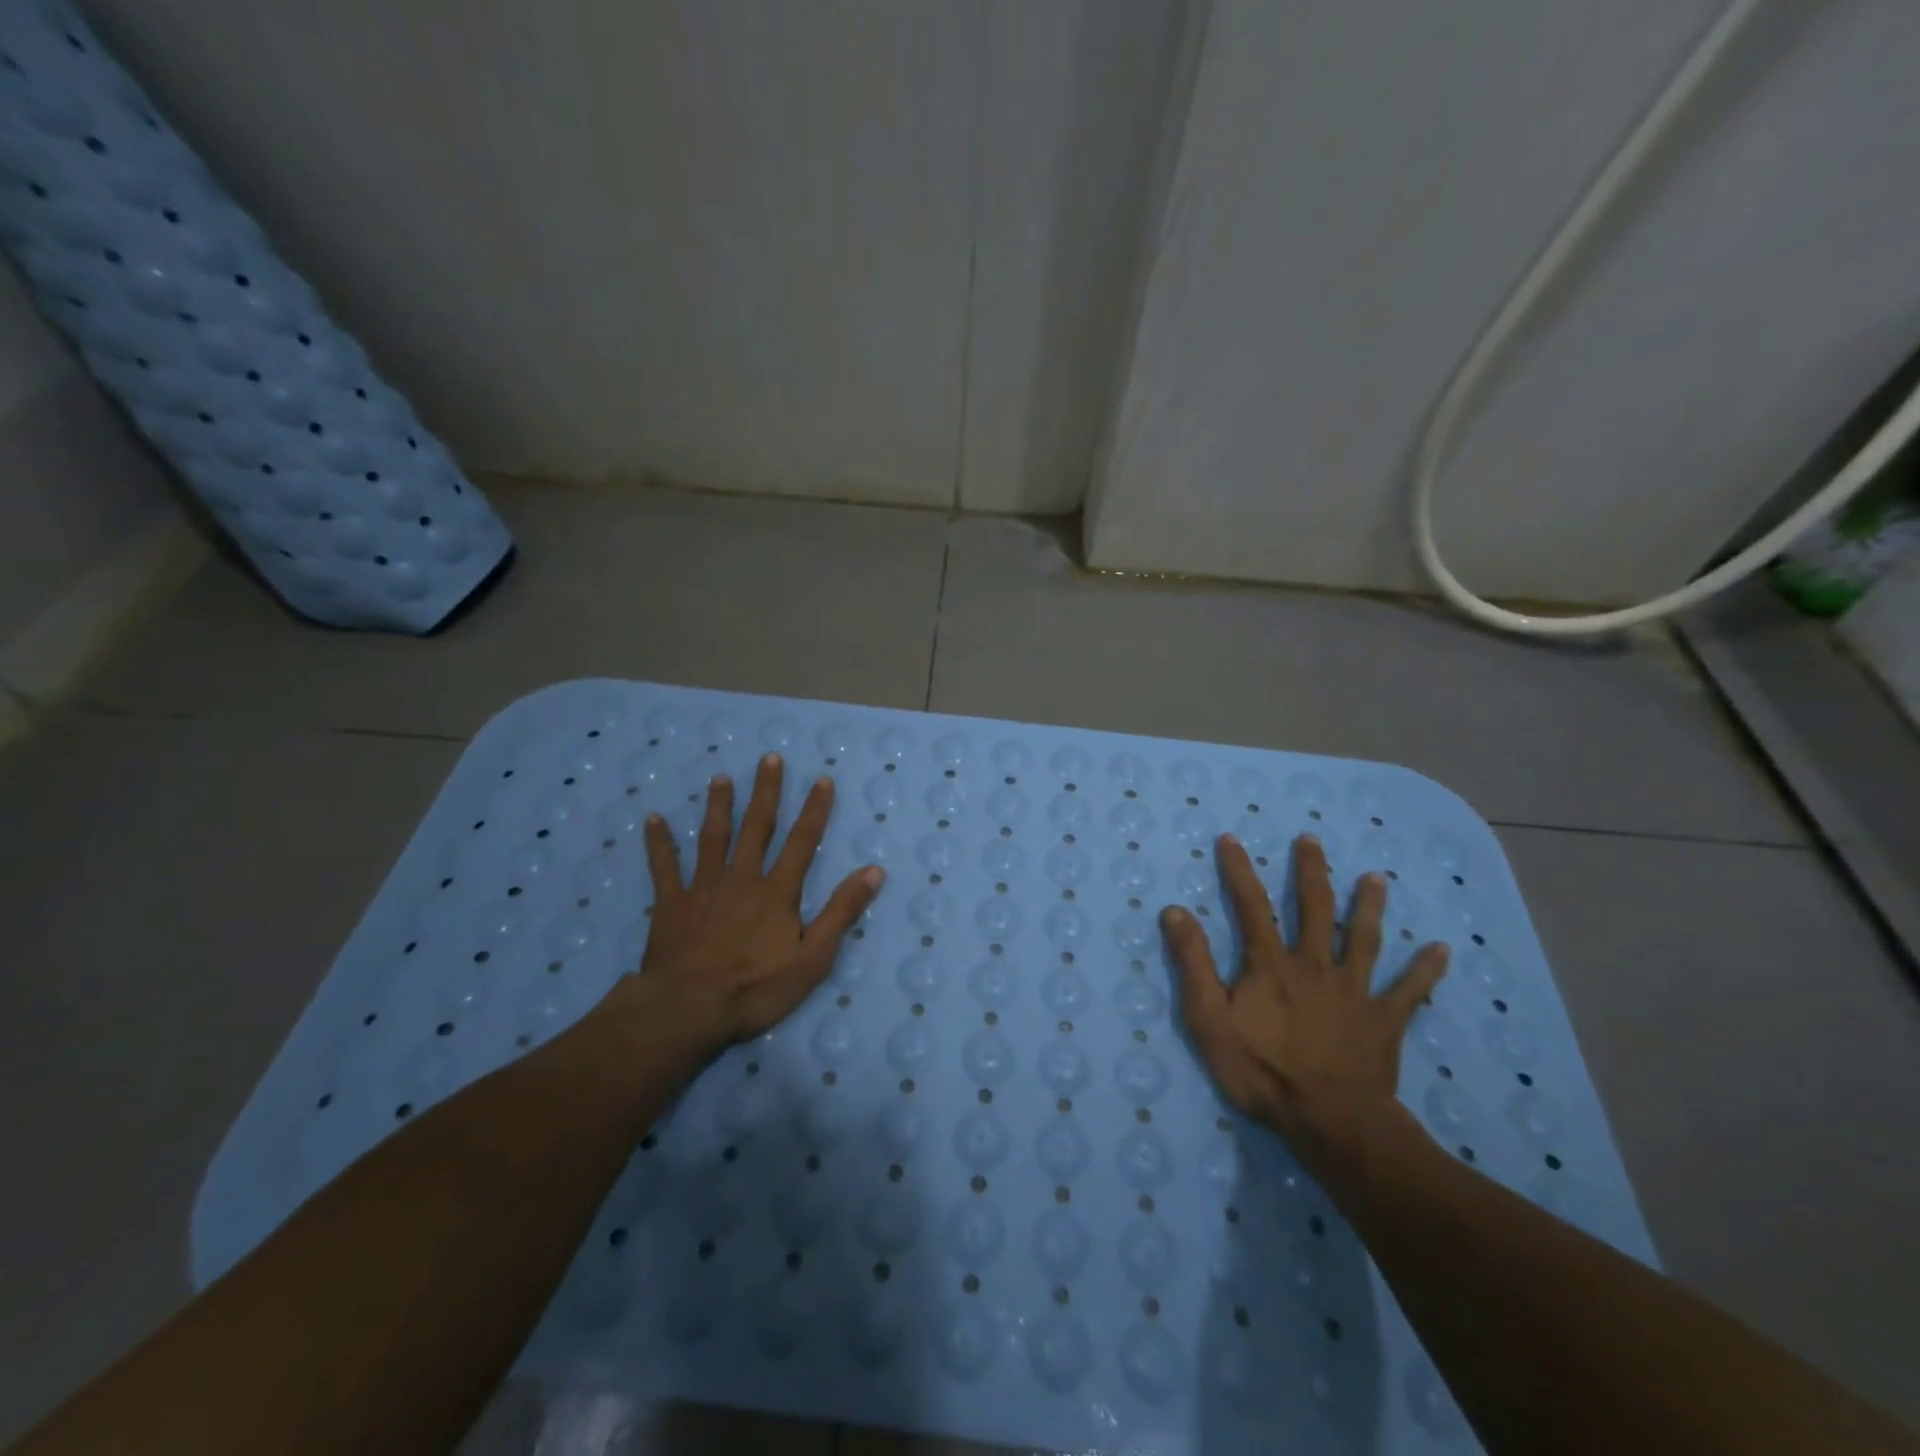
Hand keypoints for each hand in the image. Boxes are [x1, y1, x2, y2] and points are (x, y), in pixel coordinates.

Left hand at [622, 754, 884, 1053]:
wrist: (687, 1010)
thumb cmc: (756, 989)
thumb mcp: (813, 958)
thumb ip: (842, 912)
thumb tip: (874, 871)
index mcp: (777, 892)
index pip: (802, 842)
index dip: (815, 810)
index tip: (822, 779)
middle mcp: (742, 879)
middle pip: (757, 827)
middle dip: (766, 792)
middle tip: (769, 758)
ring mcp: (703, 888)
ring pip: (713, 838)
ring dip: (718, 806)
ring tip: (720, 778)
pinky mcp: (672, 905)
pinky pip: (664, 868)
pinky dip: (659, 843)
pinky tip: (653, 819)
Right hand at [1161, 832, 1448, 1160]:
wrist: (1330, 1121)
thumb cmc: (1262, 1071)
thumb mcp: (1209, 1019)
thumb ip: (1193, 964)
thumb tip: (1175, 911)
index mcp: (1272, 964)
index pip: (1251, 905)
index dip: (1239, 870)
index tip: (1232, 838)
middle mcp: (1315, 965)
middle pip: (1315, 909)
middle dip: (1310, 871)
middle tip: (1311, 839)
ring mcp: (1355, 991)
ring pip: (1364, 939)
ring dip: (1370, 906)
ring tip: (1377, 878)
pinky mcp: (1384, 1021)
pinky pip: (1409, 991)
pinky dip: (1425, 970)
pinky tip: (1442, 950)